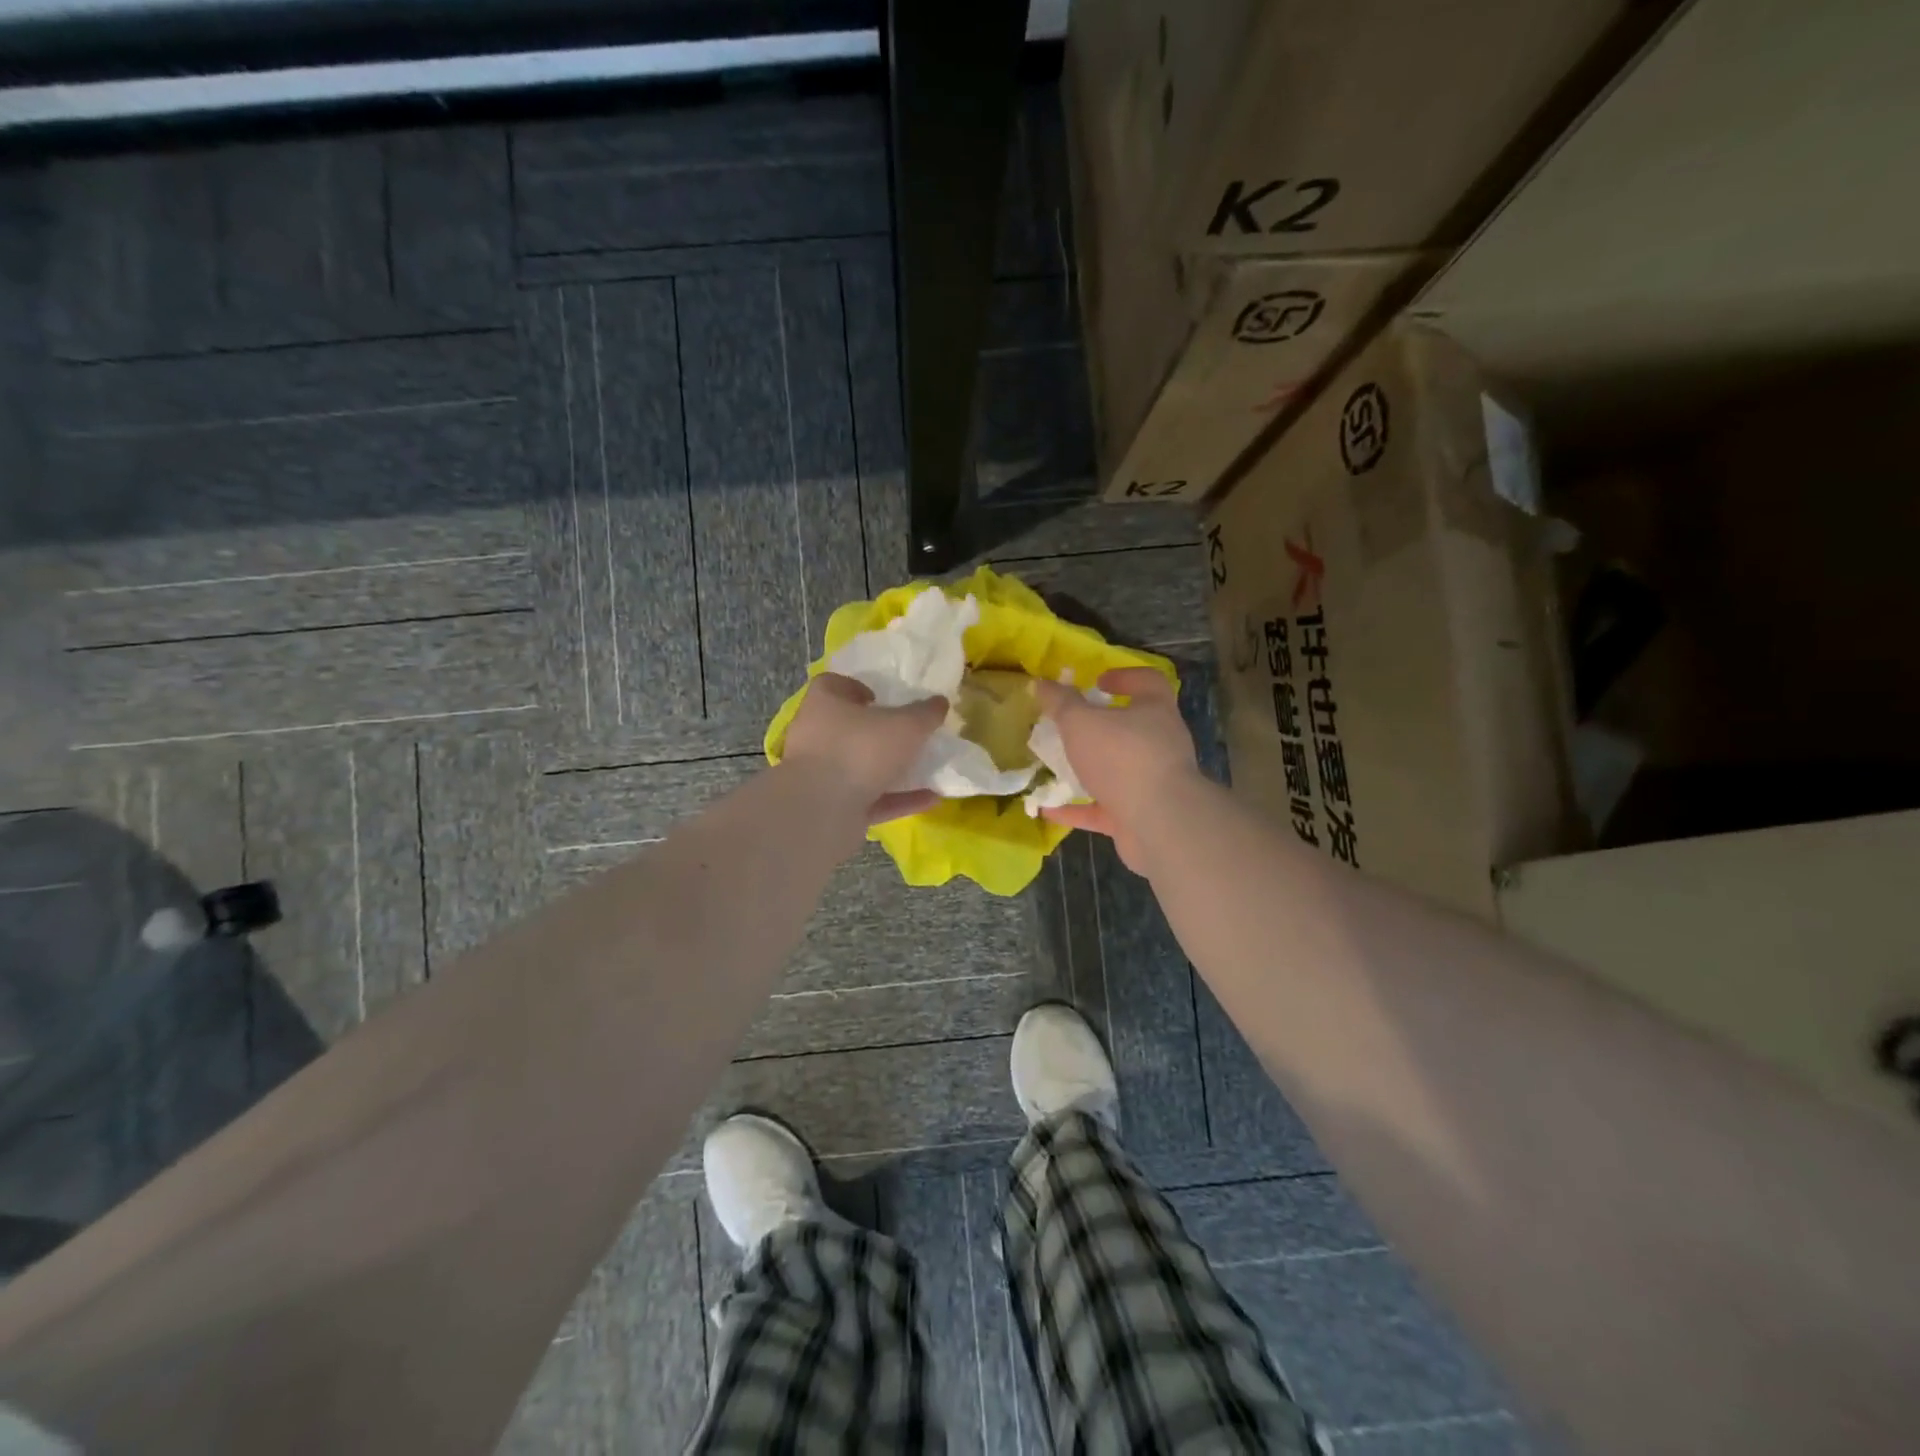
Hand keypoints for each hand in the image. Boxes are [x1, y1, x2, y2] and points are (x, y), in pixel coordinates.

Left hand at [781, 673, 946, 824]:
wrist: (822, 811)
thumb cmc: (861, 749)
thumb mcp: (906, 725)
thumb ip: (926, 713)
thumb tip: (940, 702)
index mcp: (824, 704)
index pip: (833, 685)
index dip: (857, 688)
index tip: (882, 698)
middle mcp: (815, 736)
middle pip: (846, 728)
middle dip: (876, 732)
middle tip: (906, 733)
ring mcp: (820, 775)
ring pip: (858, 767)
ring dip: (889, 769)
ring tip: (924, 767)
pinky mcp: (830, 808)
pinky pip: (869, 800)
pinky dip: (896, 798)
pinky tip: (930, 799)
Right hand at [1034, 667, 1199, 872]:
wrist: (1159, 823)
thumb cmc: (1122, 758)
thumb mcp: (1081, 722)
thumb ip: (1060, 703)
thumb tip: (1041, 683)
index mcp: (1155, 711)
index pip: (1148, 682)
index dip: (1124, 677)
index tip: (1097, 682)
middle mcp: (1159, 744)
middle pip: (1130, 728)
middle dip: (1099, 728)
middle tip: (1068, 726)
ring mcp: (1151, 783)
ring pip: (1116, 771)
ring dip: (1087, 770)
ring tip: (1053, 767)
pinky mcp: (1140, 817)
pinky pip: (1104, 809)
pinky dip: (1078, 808)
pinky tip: (1048, 809)